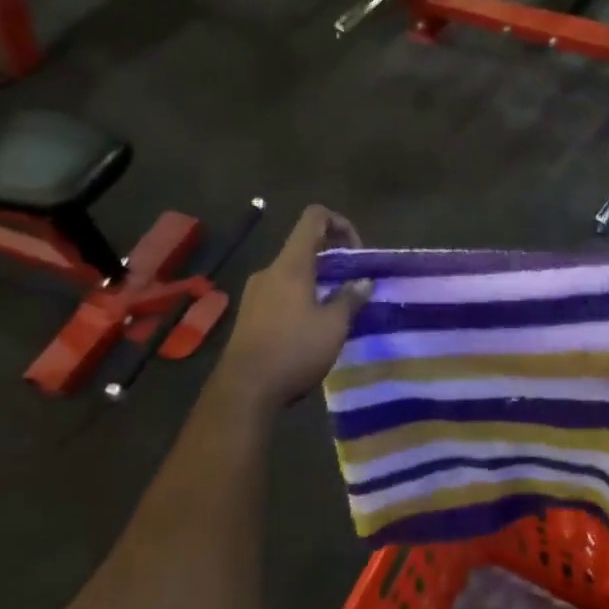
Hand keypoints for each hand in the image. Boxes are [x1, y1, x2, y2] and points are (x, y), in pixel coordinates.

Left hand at [213, 205, 371, 410]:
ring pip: (293, 272)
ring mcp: (255, 292)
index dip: (340, 222)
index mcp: (291, 265)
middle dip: (333, 258)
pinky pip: (281, 292)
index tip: (356, 251)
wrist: (243, 391)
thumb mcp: (333, 326)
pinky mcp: (250, 314)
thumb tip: (364, 282)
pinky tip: (313, 327)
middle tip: (354, 284)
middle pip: (304, 246)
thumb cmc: (293, 351)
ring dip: (318, 281)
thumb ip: (350, 298)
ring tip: (337, 309)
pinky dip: (302, 297)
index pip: (314, 218)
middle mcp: (270, 271)